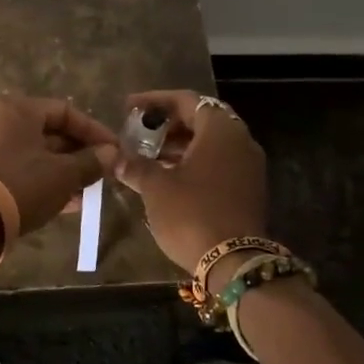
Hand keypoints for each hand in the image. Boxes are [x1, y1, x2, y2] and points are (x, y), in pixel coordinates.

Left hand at [0, 96, 118, 234]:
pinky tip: (68, 203)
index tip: (115, 150)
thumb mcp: (64, 174)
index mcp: (17, 110)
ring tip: (90, 192)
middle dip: (79, 154)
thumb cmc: (22, 185)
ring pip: (37, 155)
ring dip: (65, 171)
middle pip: (50, 133)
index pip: (65, 111)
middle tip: (103, 172)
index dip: (94, 131)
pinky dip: (45, 182)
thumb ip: (91, 161)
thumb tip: (111, 154)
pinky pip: (22, 172)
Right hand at [116, 91, 268, 271]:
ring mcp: (249, 167)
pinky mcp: (249, 189)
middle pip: (201, 119)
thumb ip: (135, 166)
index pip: (186, 100)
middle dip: (168, 123)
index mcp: (220, 130)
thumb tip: (115, 158)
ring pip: (210, 143)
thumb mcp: (156, 187)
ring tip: (148, 155)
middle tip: (139, 131)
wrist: (234, 263)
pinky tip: (168, 176)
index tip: (129, 107)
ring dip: (179, 145)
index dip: (154, 100)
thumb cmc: (192, 213)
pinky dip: (194, 162)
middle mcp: (240, 141)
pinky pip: (218, 162)